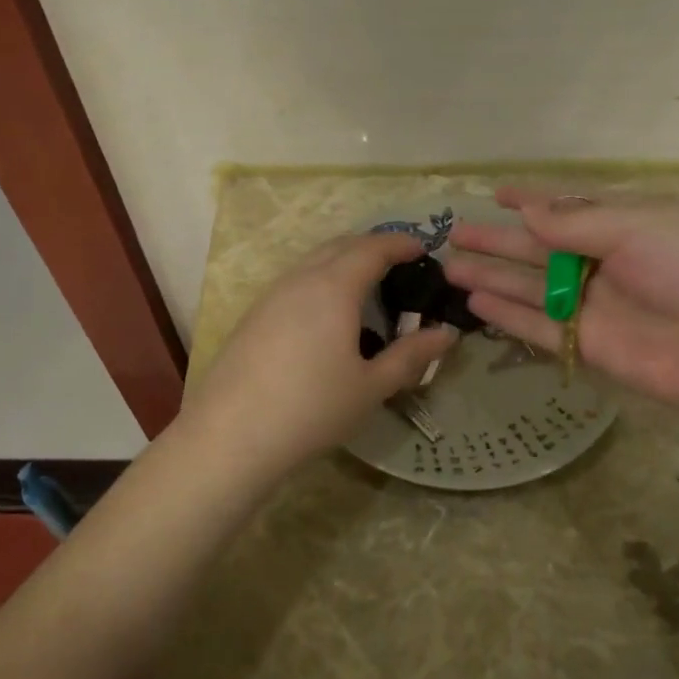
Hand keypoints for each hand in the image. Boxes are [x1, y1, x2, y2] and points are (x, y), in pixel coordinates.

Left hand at [177, 232, 458, 483]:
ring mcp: (270, 295)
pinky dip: (320, 281)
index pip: (373, 248)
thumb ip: (411, 356)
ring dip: (343, 263)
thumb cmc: (312, 408)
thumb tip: (446, 334)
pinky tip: (325, 317)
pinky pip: (294, 282)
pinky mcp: (252, 316)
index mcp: (333, 287)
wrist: (231, 435)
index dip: (401, 243)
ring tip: (365, 290)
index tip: (423, 250)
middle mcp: (300, 279)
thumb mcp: (371, 386)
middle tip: (398, 267)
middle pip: (340, 246)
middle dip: (372, 248)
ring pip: (313, 262)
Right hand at [442, 187, 678, 414]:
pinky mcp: (591, 346)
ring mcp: (597, 306)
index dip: (532, 199)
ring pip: (533, 288)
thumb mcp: (640, 226)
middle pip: (540, 248)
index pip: (568, 207)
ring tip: (451, 268)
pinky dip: (509, 316)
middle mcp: (607, 262)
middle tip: (455, 235)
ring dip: (494, 277)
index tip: (495, 193)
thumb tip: (527, 213)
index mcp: (627, 222)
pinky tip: (477, 304)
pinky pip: (541, 327)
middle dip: (499, 242)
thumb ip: (577, 224)